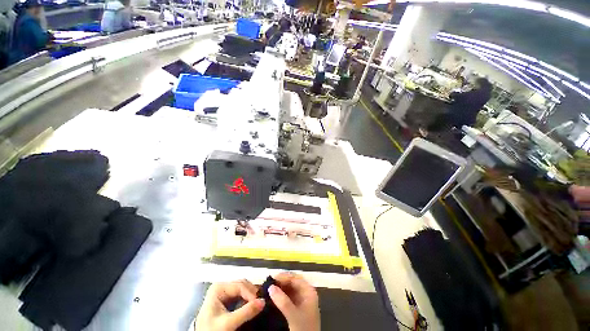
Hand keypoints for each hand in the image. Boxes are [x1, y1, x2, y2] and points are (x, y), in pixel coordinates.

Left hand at [195, 280, 264, 330]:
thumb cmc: (210, 330)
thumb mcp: (227, 323)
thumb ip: (245, 312)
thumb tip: (263, 302)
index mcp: (219, 287)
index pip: (240, 285)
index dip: (251, 293)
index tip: (260, 303)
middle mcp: (222, 286)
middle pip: (243, 285)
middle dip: (252, 294)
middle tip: (260, 304)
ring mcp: (224, 292)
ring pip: (243, 289)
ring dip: (251, 297)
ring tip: (257, 305)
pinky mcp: (227, 299)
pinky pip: (241, 296)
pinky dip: (247, 300)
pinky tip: (251, 306)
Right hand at [268, 272, 319, 330]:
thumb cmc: (304, 328)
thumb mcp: (293, 315)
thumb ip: (282, 301)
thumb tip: (270, 287)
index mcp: (309, 291)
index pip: (295, 278)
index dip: (284, 277)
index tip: (272, 278)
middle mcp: (306, 293)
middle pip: (292, 283)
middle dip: (281, 282)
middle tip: (268, 283)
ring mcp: (301, 301)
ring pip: (289, 290)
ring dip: (280, 289)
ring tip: (268, 289)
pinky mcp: (297, 309)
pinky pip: (288, 298)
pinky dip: (280, 296)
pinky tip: (272, 297)